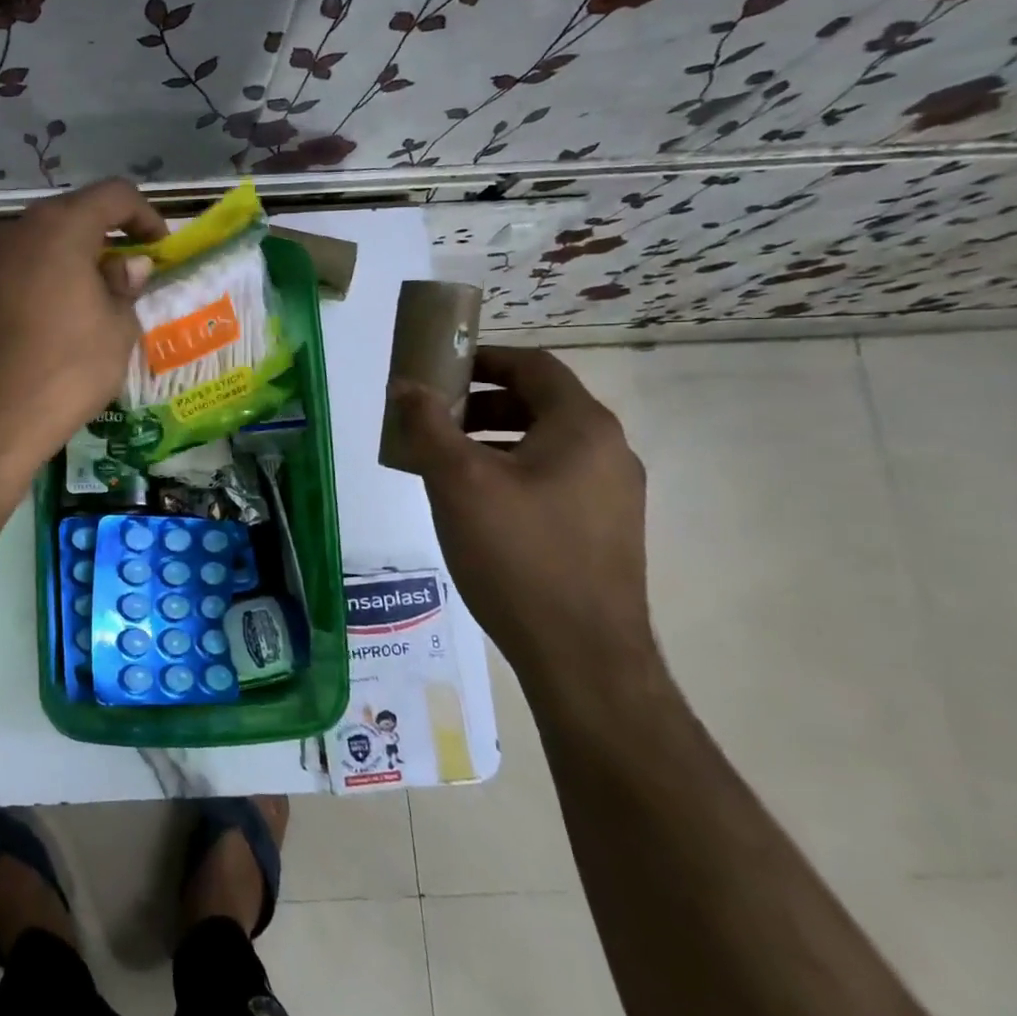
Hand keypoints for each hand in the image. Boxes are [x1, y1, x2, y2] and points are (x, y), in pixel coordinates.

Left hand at [0, 179, 166, 477]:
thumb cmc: (66, 369)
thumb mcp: (117, 328)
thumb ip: (126, 286)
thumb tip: (128, 266)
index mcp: (59, 226)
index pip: (114, 195)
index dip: (146, 216)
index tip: (160, 251)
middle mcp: (16, 228)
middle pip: (73, 214)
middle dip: (108, 238)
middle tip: (130, 276)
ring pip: (42, 241)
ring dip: (74, 258)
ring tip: (95, 299)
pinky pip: (18, 267)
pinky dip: (45, 277)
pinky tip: (57, 316)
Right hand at [387, 347, 655, 688]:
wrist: (582, 656)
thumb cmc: (518, 554)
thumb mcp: (458, 481)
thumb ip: (427, 424)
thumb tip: (405, 386)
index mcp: (583, 427)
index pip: (533, 365)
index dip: (482, 358)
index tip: (438, 369)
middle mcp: (608, 452)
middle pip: (537, 404)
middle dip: (477, 405)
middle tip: (431, 420)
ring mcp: (612, 495)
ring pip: (542, 446)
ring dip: (489, 442)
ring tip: (442, 465)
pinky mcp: (603, 532)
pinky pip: (551, 481)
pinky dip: (509, 474)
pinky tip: (474, 507)